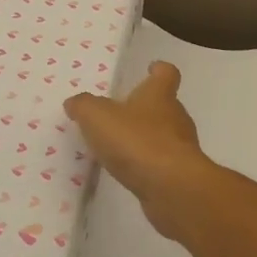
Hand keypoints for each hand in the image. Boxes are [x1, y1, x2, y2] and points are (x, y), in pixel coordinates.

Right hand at [65, 61, 216, 239]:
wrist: (172, 188)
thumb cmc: (137, 141)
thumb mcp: (98, 117)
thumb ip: (84, 106)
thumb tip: (75, 102)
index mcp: (159, 95)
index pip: (166, 74)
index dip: (159, 70)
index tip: (151, 68)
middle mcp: (175, 117)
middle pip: (165, 106)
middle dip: (146, 108)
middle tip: (122, 114)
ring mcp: (181, 148)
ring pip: (164, 136)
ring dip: (145, 139)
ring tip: (119, 147)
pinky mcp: (179, 176)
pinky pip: (161, 164)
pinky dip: (147, 165)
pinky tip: (128, 172)